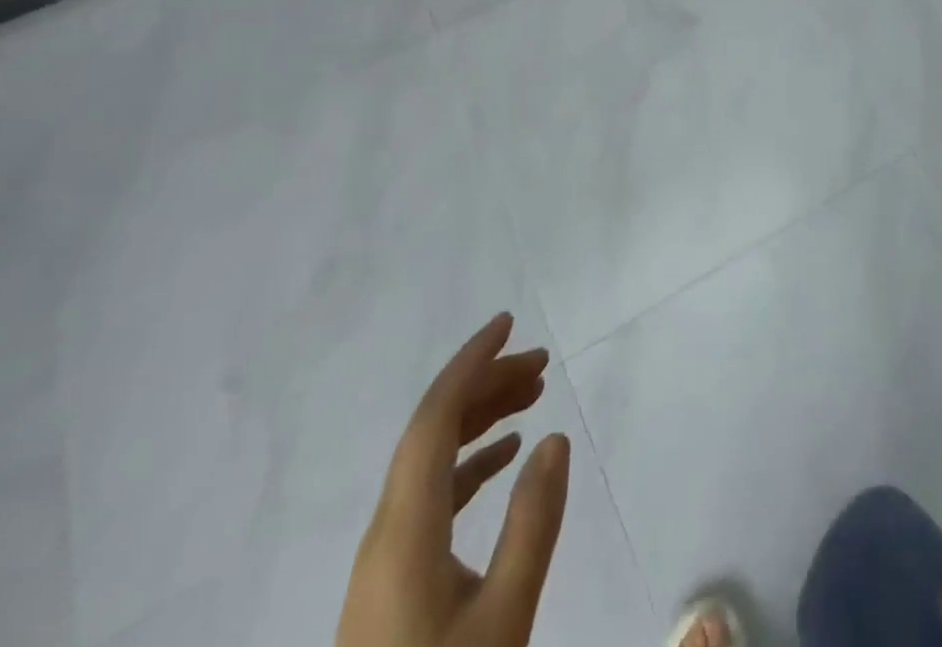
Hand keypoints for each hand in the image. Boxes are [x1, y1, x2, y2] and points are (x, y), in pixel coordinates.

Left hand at [337, 313, 571, 646]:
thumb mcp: (505, 619)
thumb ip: (533, 523)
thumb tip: (556, 438)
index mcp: (404, 530)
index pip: (434, 417)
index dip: (470, 363)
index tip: (509, 324)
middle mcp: (386, 531)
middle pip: (432, 431)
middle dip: (486, 384)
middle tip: (543, 363)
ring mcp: (385, 559)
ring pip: (432, 461)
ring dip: (480, 421)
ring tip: (534, 397)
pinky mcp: (392, 584)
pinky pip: (432, 496)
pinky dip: (470, 463)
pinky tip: (506, 460)